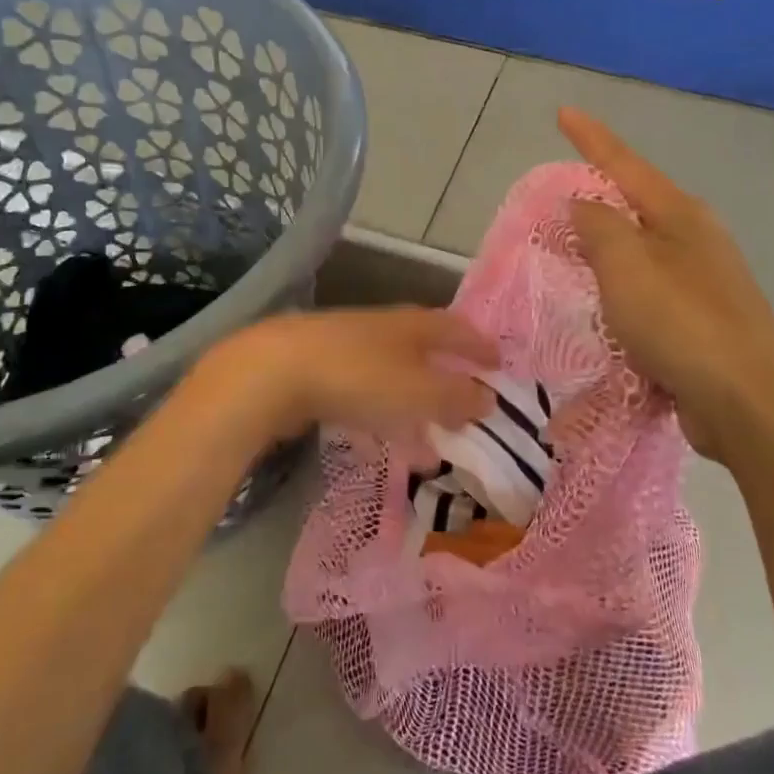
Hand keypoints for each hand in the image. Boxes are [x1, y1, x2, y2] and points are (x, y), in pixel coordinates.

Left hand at [194, 307, 499, 442]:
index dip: (480, 348)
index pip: (458, 330)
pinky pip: (365, 397)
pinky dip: (381, 419)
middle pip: (426, 353)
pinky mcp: (320, 372)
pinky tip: (381, 446)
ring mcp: (349, 348)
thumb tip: (490, 400)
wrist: (273, 372)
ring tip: (431, 447)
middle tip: (468, 411)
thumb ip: (458, 398)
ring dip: (415, 410)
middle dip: (448, 383)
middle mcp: (384, 329)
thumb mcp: (419, 392)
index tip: (499, 366)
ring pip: (394, 379)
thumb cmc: (359, 377)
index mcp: (414, 326)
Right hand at [559, 108, 773, 460]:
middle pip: (636, 207)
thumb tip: (581, 202)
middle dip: (598, 199)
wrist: (749, 402)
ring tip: (569, 256)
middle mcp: (695, 241)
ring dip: (605, 254)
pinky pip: (646, 297)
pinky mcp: (700, 325)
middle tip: (555, 201)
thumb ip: (598, 226)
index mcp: (680, 215)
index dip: (591, 138)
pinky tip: (601, 312)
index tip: (563, 113)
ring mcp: (702, 284)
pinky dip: (619, 297)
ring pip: (639, 255)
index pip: (625, 165)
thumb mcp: (627, 266)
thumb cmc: (682, 323)